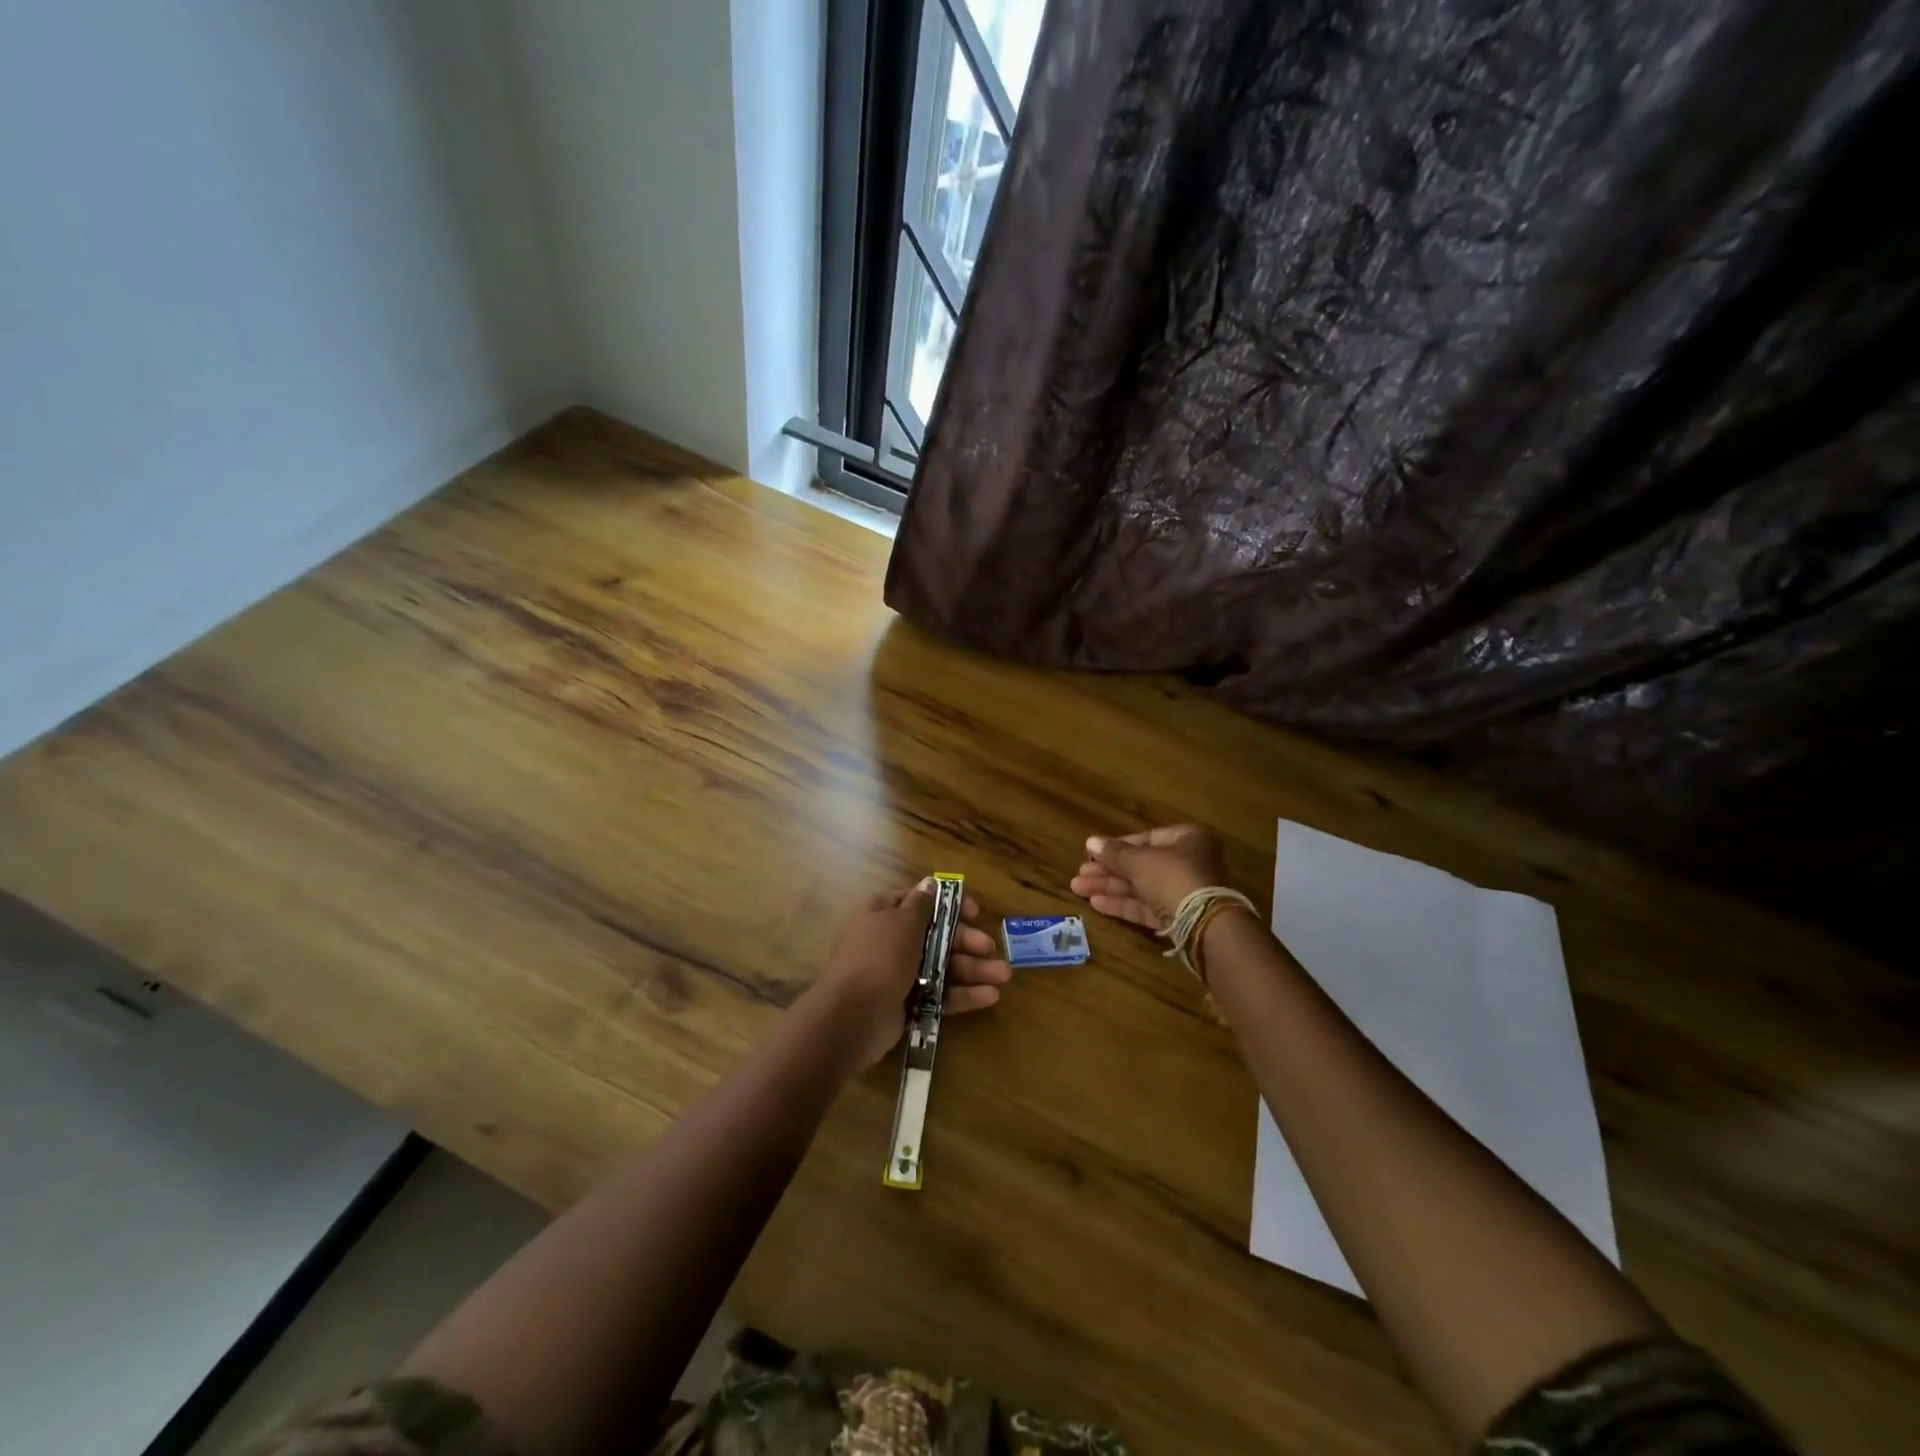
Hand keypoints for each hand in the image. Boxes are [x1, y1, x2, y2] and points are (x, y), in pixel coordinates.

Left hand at [806, 884, 1010, 1071]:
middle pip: (935, 936)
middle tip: (990, 948)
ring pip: (941, 967)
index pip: (919, 902)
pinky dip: (962, 994)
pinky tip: (990, 996)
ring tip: (1003, 976)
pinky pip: (938, 994)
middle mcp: (889, 941)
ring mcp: (897, 974)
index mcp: (882, 913)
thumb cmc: (880, 958)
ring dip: (972, 969)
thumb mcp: (903, 922)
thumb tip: (930, 882)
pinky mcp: (906, 1004)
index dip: (948, 905)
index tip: (974, 912)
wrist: (853, 1018)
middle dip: (966, 941)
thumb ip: (922, 904)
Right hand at [1070, 824, 1230, 930]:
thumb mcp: (1139, 861)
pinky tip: (1096, 903)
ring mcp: (1183, 892)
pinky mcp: (1177, 918)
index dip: (1117, 846)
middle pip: (1140, 865)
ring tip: (1078, 888)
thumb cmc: (1172, 877)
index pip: (1146, 839)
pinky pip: (1146, 907)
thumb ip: (1114, 853)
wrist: (1203, 923)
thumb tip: (1090, 841)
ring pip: (1140, 887)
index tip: (1092, 853)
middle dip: (1108, 870)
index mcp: (1186, 839)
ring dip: (1109, 887)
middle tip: (1080, 874)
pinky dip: (1122, 904)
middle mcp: (1187, 863)